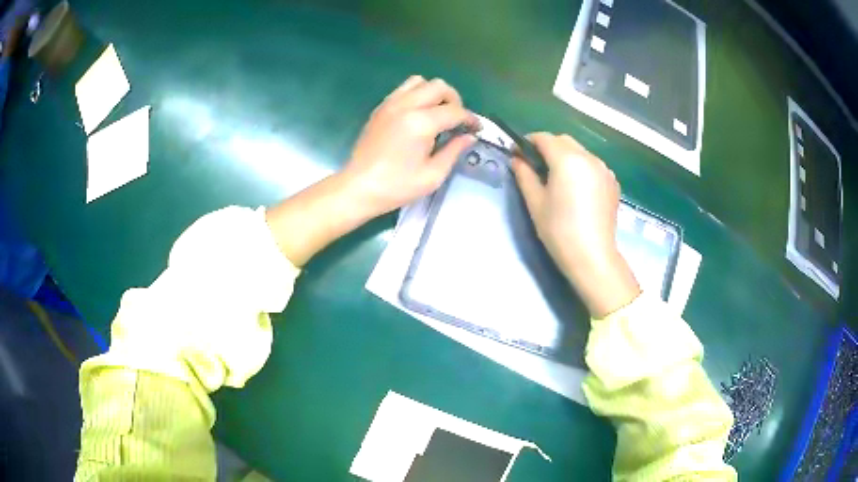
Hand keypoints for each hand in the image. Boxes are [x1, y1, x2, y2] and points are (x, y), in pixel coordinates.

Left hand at [340, 75, 478, 218]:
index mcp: (421, 123)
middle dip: (455, 100)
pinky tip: (418, 113)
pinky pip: (404, 89)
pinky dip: (417, 94)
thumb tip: (469, 137)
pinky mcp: (381, 107)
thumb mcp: (432, 176)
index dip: (470, 119)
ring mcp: (391, 103)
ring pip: (420, 81)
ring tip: (437, 113)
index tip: (476, 129)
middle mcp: (406, 106)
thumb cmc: (396, 186)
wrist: (359, 187)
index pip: (455, 111)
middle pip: (439, 86)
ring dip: (434, 93)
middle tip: (457, 120)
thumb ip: (454, 151)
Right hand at [511, 133, 639, 317]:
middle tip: (536, 166)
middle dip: (547, 146)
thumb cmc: (559, 230)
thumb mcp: (535, 202)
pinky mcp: (612, 182)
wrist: (592, 256)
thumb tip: (517, 159)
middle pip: (564, 141)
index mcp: (567, 159)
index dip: (528, 142)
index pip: (544, 138)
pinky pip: (592, 165)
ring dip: (565, 156)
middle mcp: (588, 157)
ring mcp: (604, 169)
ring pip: (580, 151)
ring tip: (557, 178)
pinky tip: (576, 188)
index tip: (518, 154)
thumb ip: (524, 175)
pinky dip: (581, 167)